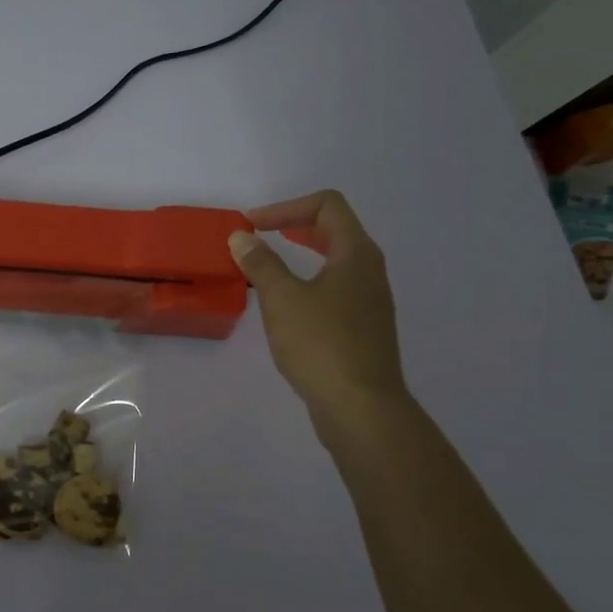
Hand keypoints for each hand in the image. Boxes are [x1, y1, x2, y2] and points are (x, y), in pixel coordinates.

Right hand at [227, 191, 410, 447]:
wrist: (360, 406)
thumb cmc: (320, 344)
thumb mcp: (282, 298)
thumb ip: (261, 263)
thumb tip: (242, 237)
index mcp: (355, 253)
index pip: (327, 205)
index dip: (286, 207)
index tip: (251, 226)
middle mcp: (369, 270)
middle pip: (334, 230)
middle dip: (293, 226)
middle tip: (258, 237)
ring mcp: (370, 301)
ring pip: (335, 261)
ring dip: (301, 256)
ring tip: (267, 269)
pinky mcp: (363, 327)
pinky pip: (335, 289)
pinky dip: (308, 282)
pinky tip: (286, 306)